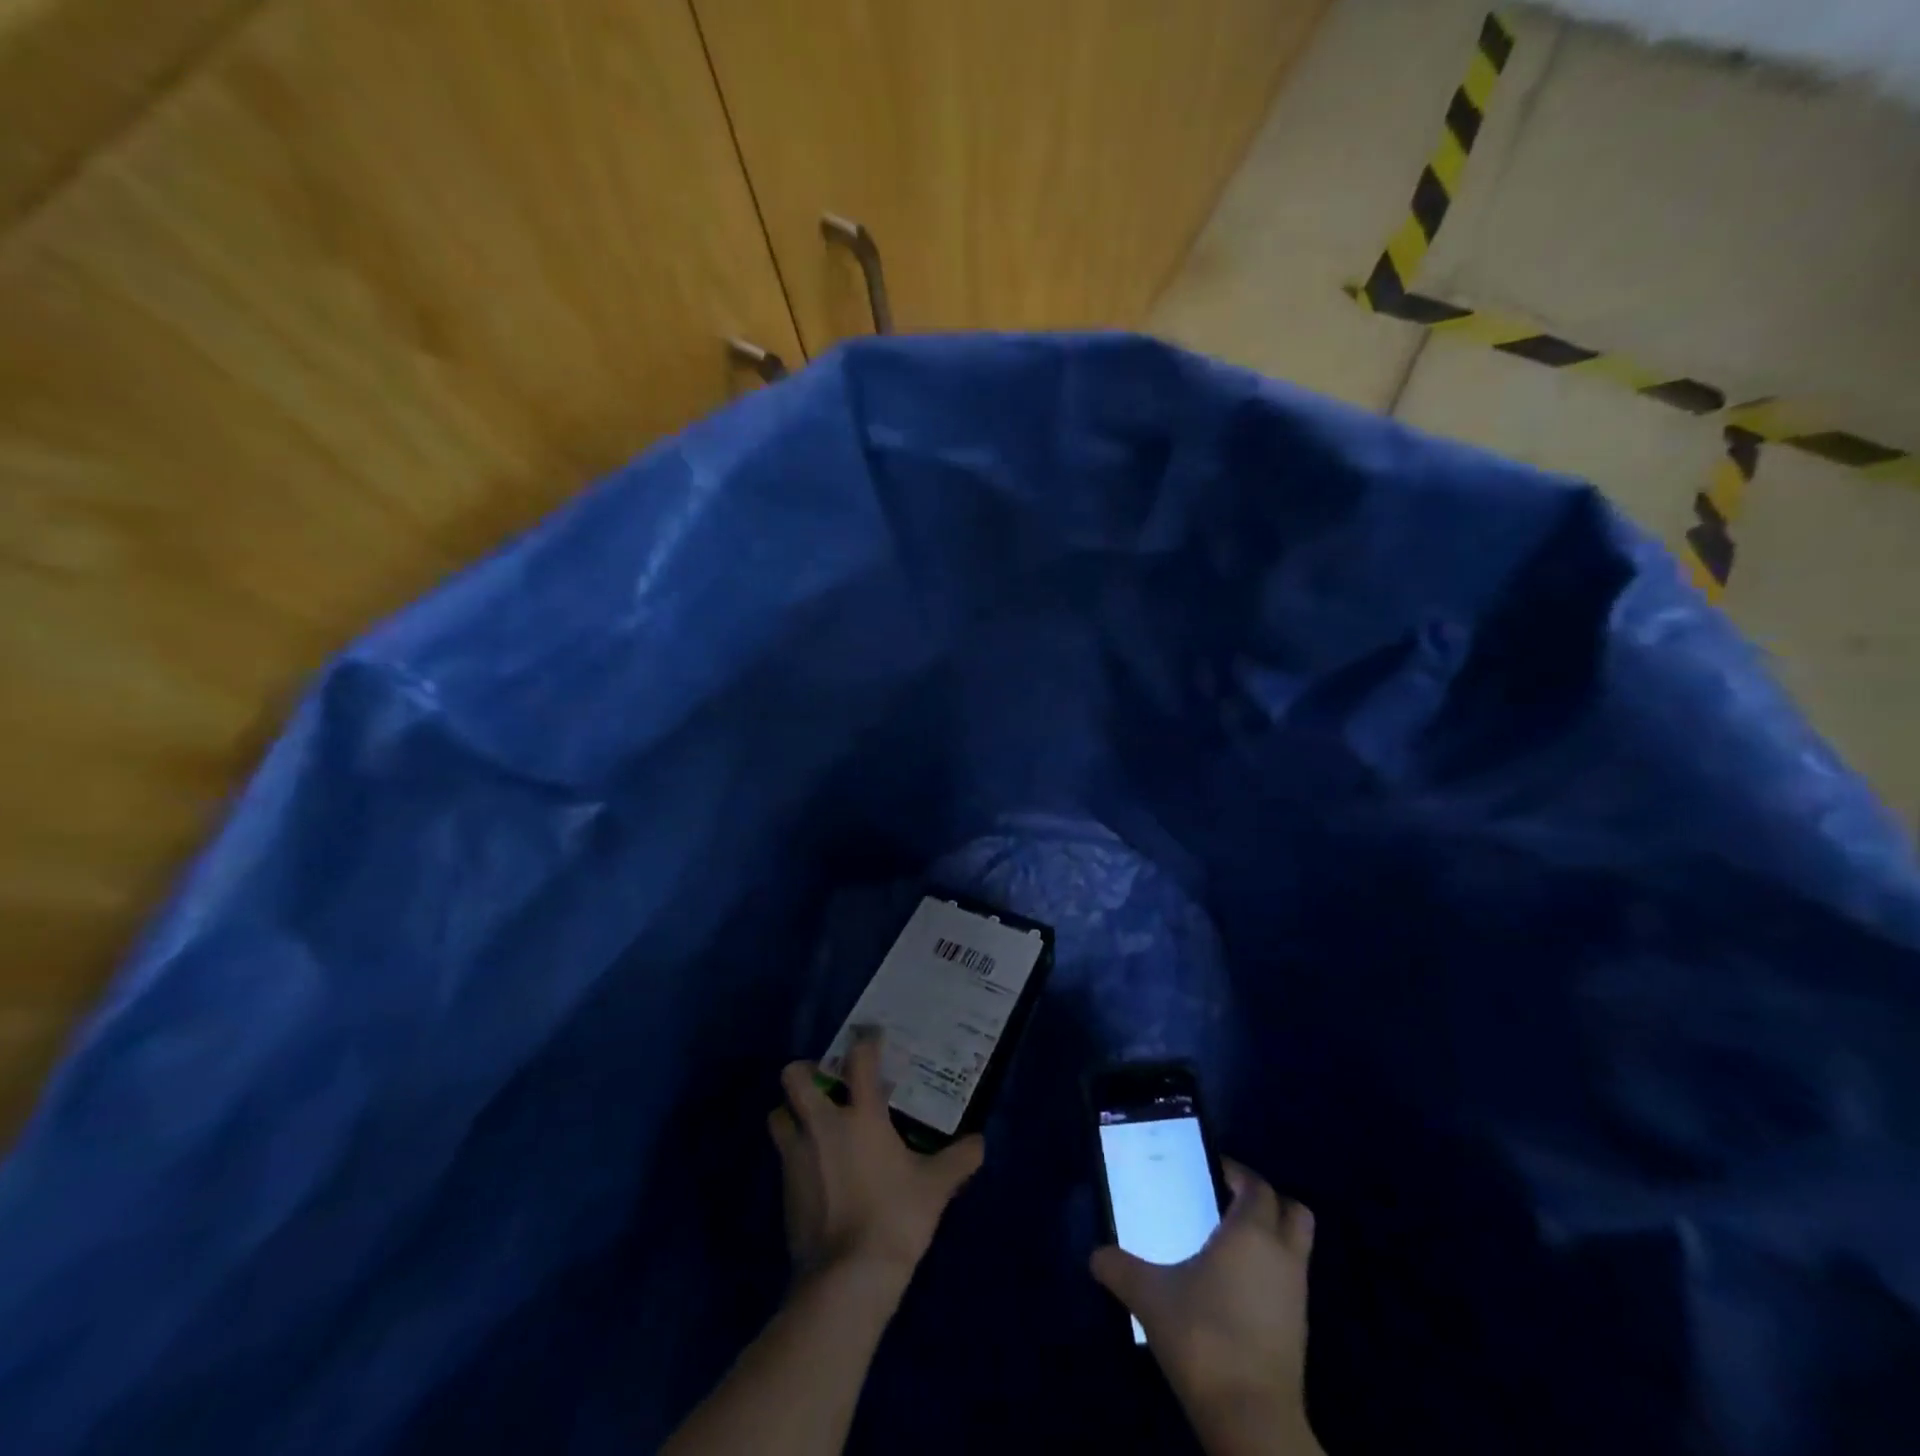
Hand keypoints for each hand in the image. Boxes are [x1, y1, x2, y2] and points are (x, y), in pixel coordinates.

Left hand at [769, 1031, 984, 1285]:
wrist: (847, 1278)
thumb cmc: (895, 1217)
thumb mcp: (935, 1187)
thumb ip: (958, 1160)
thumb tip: (980, 1142)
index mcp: (861, 1115)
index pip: (859, 1060)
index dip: (865, 1042)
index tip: (872, 1037)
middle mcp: (823, 1125)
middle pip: (794, 1077)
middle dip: (806, 1072)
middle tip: (827, 1083)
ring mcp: (797, 1156)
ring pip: (778, 1114)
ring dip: (791, 1112)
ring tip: (814, 1124)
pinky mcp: (784, 1188)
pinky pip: (783, 1155)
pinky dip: (795, 1153)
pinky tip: (816, 1169)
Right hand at [1091, 1161, 1319, 1454]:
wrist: (1250, 1418)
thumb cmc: (1202, 1336)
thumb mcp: (1149, 1296)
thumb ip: (1120, 1268)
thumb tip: (1095, 1255)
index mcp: (1250, 1232)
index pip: (1256, 1185)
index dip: (1237, 1173)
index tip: (1211, 1171)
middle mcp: (1282, 1254)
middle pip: (1293, 1210)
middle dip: (1266, 1200)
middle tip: (1228, 1202)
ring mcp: (1296, 1294)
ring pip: (1297, 1247)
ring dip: (1273, 1236)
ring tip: (1229, 1244)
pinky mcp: (1299, 1330)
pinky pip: (1290, 1281)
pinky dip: (1271, 1272)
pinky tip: (1235, 1287)